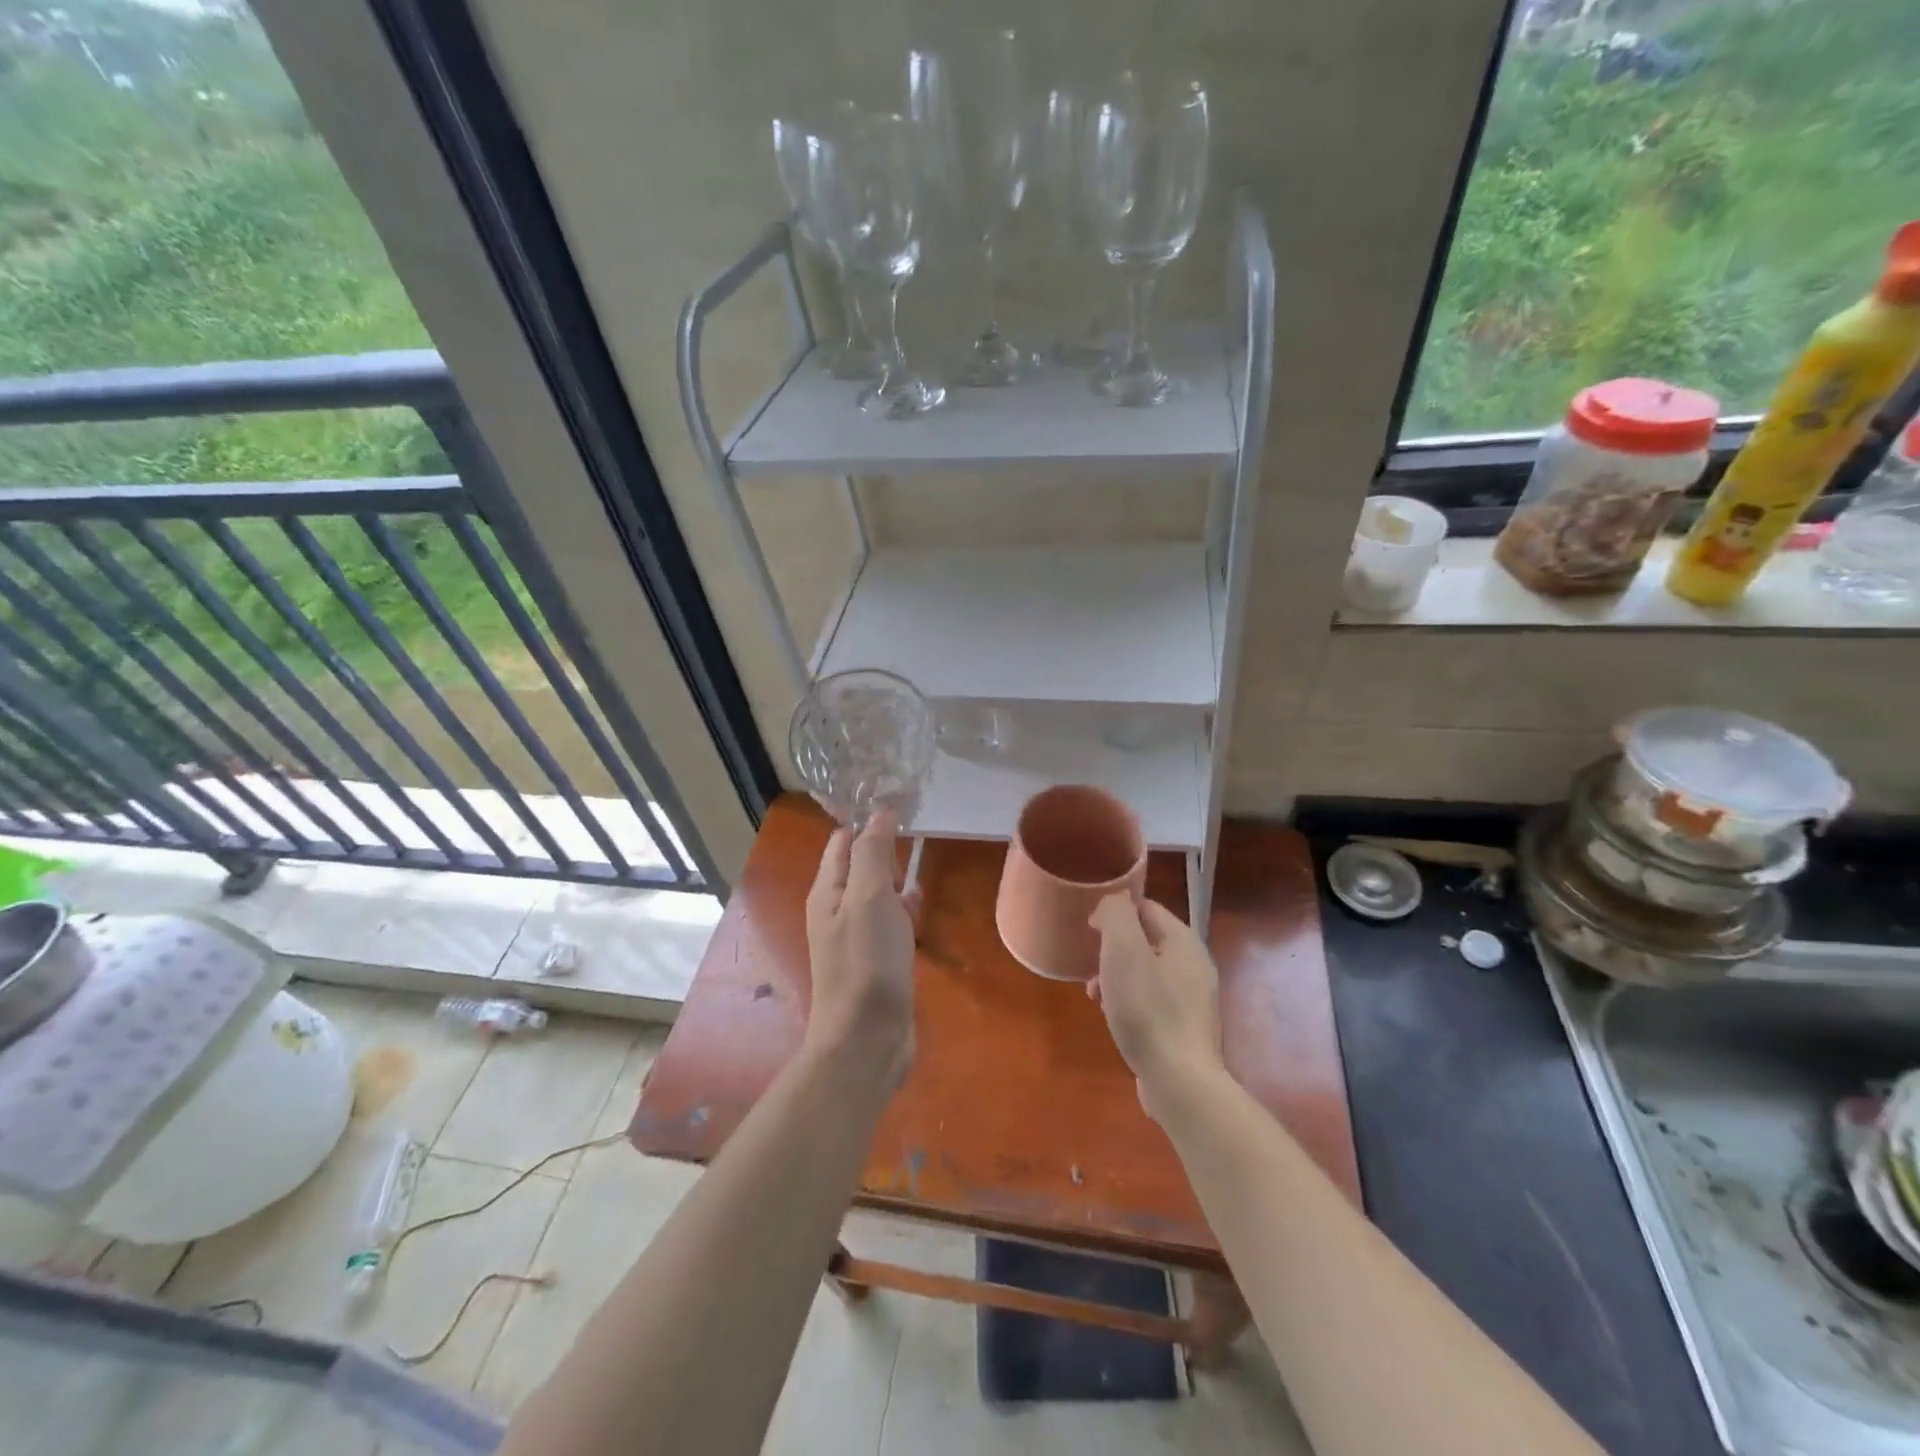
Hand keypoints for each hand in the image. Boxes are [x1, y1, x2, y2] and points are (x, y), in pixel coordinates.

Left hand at [804, 811, 917, 1093]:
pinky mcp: (876, 960)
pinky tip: (919, 906)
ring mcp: (856, 937)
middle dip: (883, 846)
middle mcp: (836, 910)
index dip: (866, 820)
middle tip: (915, 825)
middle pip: (859, 866)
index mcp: (827, 892)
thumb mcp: (867, 898)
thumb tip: (879, 813)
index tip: (899, 801)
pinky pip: (889, 922)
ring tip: (919, 857)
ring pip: (876, 893)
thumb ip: (872, 853)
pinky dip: (902, 908)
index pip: (842, 842)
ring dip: (894, 877)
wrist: (867, 1039)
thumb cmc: (866, 962)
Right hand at [1087, 895, 1222, 1122]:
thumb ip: (1116, 915)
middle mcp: (1195, 965)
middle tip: (1091, 966)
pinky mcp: (1187, 1029)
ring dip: (1117, 978)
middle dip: (1113, 950)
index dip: (1115, 913)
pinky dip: (1130, 1003)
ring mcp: (1194, 1000)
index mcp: (1184, 941)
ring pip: (1147, 973)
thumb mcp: (1123, 950)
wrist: (1180, 1082)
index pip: (1146, 908)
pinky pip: (1153, 1002)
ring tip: (1095, 996)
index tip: (1089, 930)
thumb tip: (1113, 902)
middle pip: (1146, 941)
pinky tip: (1115, 1020)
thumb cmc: (1147, 1010)